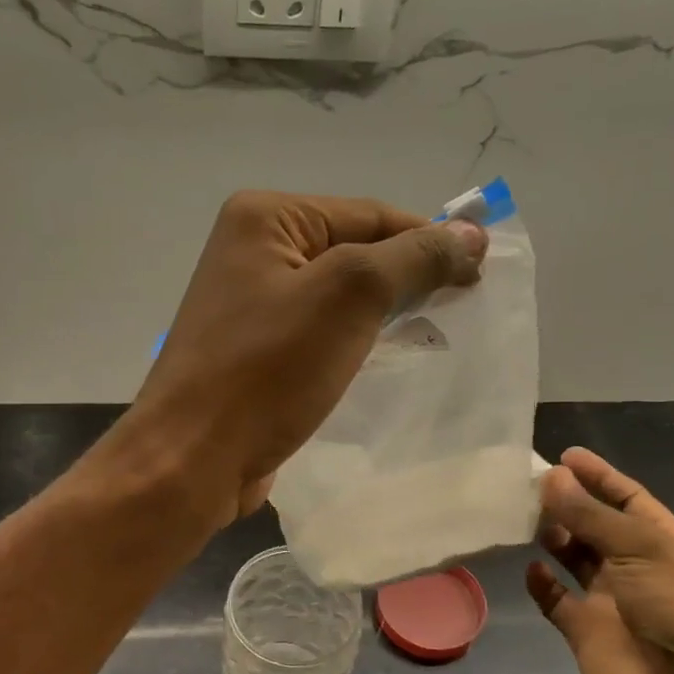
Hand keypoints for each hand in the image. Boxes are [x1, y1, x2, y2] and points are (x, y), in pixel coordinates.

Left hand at [129, 191, 487, 523]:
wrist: (194, 459)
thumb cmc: (268, 368)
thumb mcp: (349, 296)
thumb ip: (413, 257)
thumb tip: (471, 234)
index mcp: (264, 218)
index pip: (368, 214)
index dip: (428, 240)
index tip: (480, 274)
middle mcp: (251, 251)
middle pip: (353, 252)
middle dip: (407, 278)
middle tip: (461, 308)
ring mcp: (249, 305)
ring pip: (337, 297)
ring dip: (384, 313)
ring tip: (433, 335)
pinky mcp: (254, 352)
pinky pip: (318, 334)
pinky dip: (354, 342)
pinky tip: (385, 360)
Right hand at [527, 447, 673, 673]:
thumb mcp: (641, 550)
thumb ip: (591, 515)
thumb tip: (551, 476)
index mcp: (666, 543)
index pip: (629, 498)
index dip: (599, 475)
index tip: (564, 454)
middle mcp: (638, 566)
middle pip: (598, 525)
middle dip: (569, 503)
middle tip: (529, 484)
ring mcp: (610, 599)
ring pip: (575, 558)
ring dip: (554, 537)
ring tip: (524, 517)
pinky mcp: (584, 630)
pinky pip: (557, 599)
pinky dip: (542, 583)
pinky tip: (529, 568)